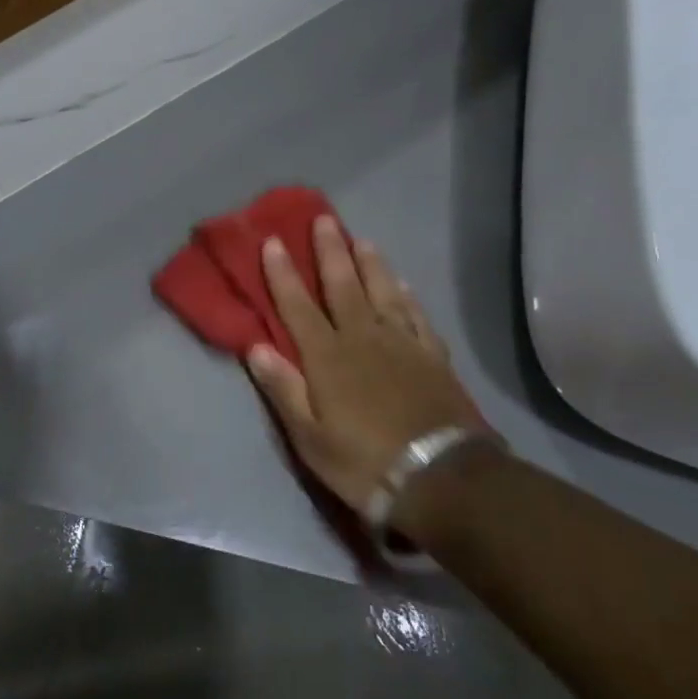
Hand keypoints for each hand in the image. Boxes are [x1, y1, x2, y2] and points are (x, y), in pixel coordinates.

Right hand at [245, 216, 490, 519]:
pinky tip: (403, 284)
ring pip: (382, 292)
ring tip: (361, 239)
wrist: (442, 478)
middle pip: (343, 286)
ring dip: (369, 264)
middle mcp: (362, 339)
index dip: (283, 273)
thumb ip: (283, 388)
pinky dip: (407, 296)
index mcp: (327, 358)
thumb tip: (255, 346)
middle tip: (323, 219)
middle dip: (329, 251)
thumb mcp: (309, 437)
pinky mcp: (433, 357)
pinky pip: (416, 316)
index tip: (273, 241)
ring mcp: (402, 345)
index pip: (297, 306)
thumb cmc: (363, 461)